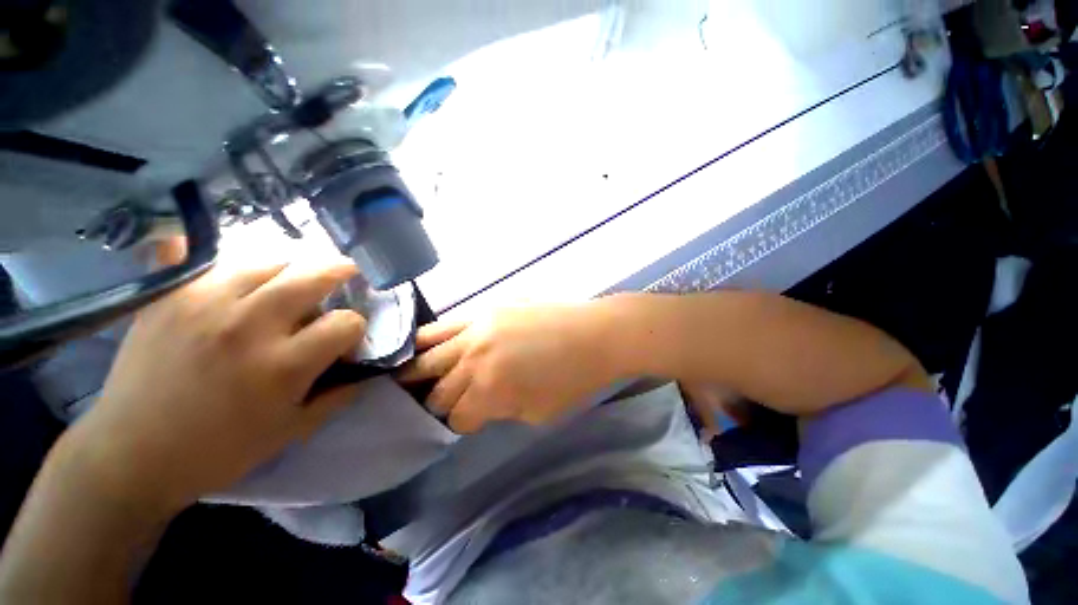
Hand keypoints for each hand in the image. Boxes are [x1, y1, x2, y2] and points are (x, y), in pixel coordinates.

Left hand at [69, 253, 365, 517]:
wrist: (132, 455)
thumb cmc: (220, 450)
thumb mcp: (292, 431)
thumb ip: (338, 396)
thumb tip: (364, 371)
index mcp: (284, 365)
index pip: (346, 322)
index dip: (355, 328)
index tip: (345, 339)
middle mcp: (249, 326)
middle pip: (313, 276)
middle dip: (340, 271)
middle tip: (346, 272)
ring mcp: (203, 305)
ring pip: (267, 262)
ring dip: (290, 269)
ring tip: (290, 281)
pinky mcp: (168, 298)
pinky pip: (195, 256)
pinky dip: (219, 259)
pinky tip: (228, 268)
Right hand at [397, 302, 620, 432]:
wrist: (595, 335)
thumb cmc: (573, 380)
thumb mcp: (537, 413)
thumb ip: (500, 411)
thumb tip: (481, 406)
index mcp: (489, 391)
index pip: (456, 417)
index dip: (459, 424)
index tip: (466, 422)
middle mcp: (473, 359)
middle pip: (437, 389)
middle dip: (437, 402)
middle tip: (442, 404)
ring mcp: (476, 328)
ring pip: (427, 354)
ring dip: (418, 372)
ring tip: (410, 379)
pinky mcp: (484, 308)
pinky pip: (442, 325)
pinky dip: (427, 341)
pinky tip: (421, 349)